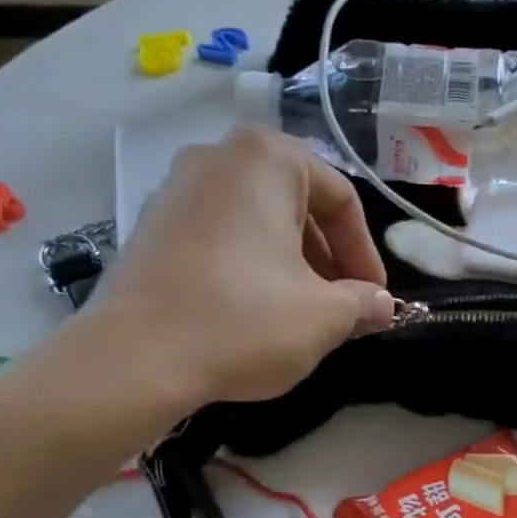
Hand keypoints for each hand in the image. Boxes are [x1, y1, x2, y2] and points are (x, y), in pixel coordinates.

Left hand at [74, 128, 393, 414]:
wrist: (134, 360)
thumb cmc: (244, 321)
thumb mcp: (323, 317)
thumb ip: (363, 303)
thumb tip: (382, 305)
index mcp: (266, 159)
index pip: (341, 200)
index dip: (365, 254)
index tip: (376, 298)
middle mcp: (217, 157)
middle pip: (296, 206)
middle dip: (327, 259)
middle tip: (342, 306)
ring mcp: (175, 190)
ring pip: (256, 222)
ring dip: (290, 265)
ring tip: (301, 313)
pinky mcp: (149, 228)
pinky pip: (218, 237)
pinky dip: (247, 267)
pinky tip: (252, 312)